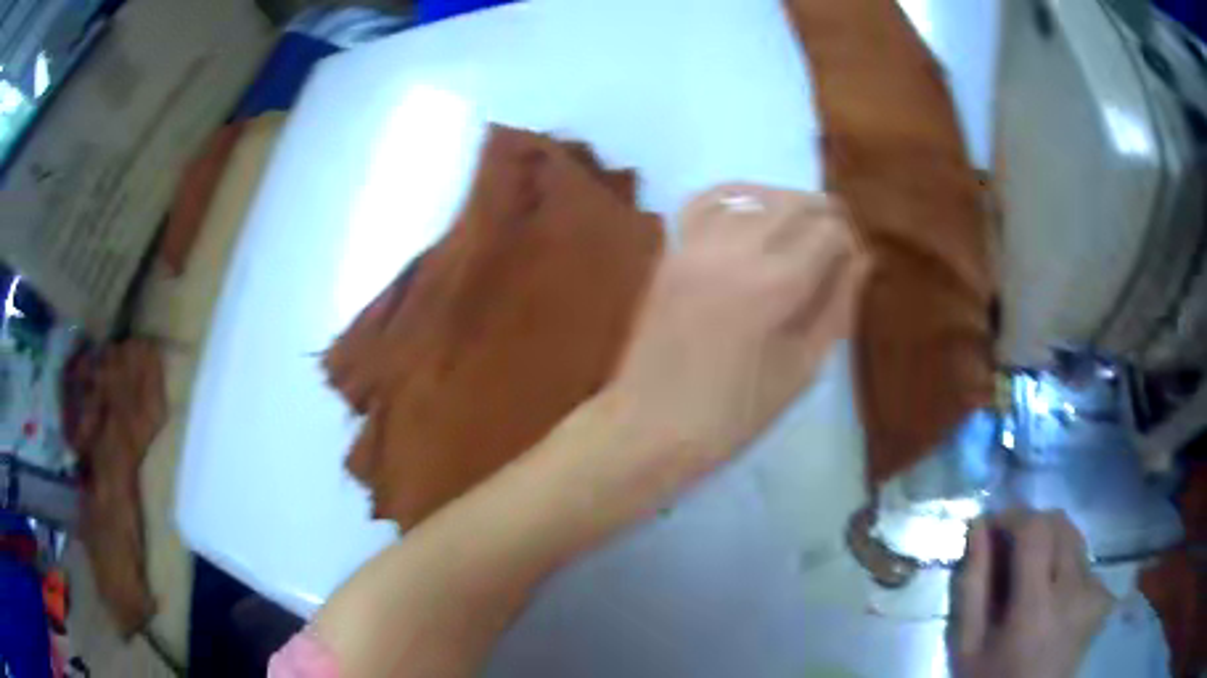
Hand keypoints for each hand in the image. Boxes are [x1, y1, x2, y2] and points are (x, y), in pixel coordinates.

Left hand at [605, 184, 866, 481]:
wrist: (651, 425)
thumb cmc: (734, 414)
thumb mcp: (801, 370)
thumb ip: (837, 307)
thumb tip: (863, 259)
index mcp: (775, 285)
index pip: (829, 231)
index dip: (850, 242)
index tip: (853, 263)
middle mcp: (736, 250)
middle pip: (794, 203)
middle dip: (824, 215)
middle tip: (834, 244)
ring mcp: (696, 244)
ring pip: (753, 194)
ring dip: (785, 204)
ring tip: (798, 230)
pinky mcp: (670, 250)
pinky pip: (705, 201)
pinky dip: (736, 198)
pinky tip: (750, 213)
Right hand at [953, 510, 1113, 677]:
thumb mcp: (968, 644)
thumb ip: (973, 586)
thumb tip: (979, 526)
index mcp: (1036, 608)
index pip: (1035, 530)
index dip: (1013, 516)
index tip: (993, 527)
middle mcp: (1075, 591)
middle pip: (1059, 523)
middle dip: (1031, 526)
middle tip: (1009, 552)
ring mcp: (1095, 592)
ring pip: (1075, 537)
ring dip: (1049, 544)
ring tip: (1031, 577)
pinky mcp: (1104, 597)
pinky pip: (1085, 561)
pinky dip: (1065, 566)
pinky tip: (1053, 596)